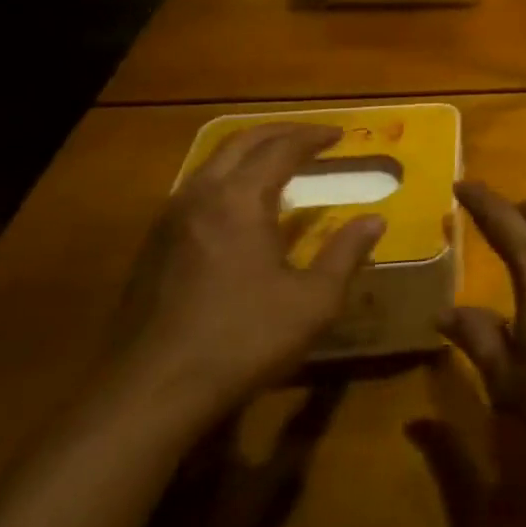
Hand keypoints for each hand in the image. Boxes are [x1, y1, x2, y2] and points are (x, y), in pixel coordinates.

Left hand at [116, 124, 383, 411]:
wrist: (151, 394)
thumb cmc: (242, 340)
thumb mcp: (313, 301)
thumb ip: (346, 254)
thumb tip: (374, 221)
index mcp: (239, 200)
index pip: (281, 149)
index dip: (313, 137)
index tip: (340, 135)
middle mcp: (200, 197)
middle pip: (241, 143)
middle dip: (280, 132)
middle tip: (312, 136)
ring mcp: (169, 221)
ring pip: (212, 163)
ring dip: (249, 152)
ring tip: (279, 161)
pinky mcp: (153, 247)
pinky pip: (196, 189)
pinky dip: (227, 178)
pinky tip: (241, 206)